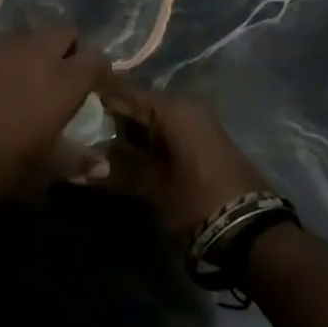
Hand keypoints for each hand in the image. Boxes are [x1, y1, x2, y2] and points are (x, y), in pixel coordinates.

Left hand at [0, 27, 109, 201]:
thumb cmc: (1, 161)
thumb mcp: (42, 172)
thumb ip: (75, 162)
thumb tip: (102, 166)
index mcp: (63, 82)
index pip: (96, 58)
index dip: (99, 70)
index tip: (95, 86)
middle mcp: (39, 54)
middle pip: (64, 32)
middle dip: (68, 47)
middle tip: (63, 74)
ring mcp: (6, 45)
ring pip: (33, 34)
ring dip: (38, 48)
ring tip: (30, 74)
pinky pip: (6, 42)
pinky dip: (11, 54)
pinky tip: (3, 76)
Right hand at [98, 77, 276, 238]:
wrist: (255, 235)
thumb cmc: (197, 203)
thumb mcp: (151, 186)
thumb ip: (118, 166)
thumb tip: (88, 158)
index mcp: (171, 108)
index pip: (124, 90)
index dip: (97, 95)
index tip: (72, 100)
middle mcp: (186, 106)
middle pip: (140, 103)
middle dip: (114, 116)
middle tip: (84, 127)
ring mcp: (201, 123)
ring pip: (155, 118)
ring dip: (133, 130)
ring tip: (103, 144)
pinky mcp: (208, 142)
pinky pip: (170, 130)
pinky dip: (151, 139)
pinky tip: (133, 154)